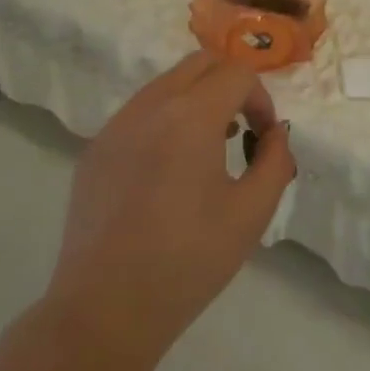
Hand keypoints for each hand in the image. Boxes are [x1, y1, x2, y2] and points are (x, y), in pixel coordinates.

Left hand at [45, 51, 295, 360]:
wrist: (107, 307)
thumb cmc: (189, 260)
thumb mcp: (252, 213)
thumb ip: (275, 160)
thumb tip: (274, 133)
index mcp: (190, 116)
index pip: (236, 73)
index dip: (261, 99)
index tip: (262, 139)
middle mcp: (149, 106)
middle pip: (199, 64)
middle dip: (230, 86)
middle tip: (240, 132)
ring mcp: (115, 126)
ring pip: (165, 85)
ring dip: (196, 100)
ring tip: (207, 152)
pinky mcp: (94, 149)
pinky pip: (138, 114)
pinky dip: (164, 121)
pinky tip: (166, 172)